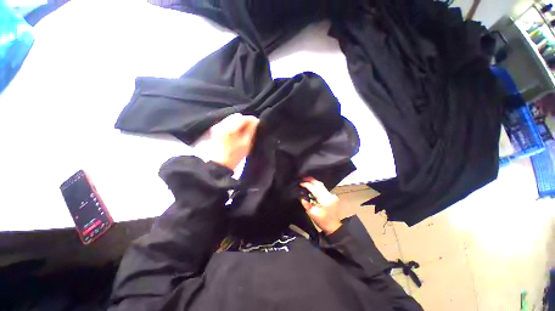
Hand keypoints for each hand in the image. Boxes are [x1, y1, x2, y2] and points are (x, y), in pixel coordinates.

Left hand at [203, 114, 258, 169]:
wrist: (216, 166)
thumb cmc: (233, 156)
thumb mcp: (246, 144)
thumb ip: (251, 130)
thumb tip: (256, 121)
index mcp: (229, 128)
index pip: (243, 117)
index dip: (252, 120)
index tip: (258, 125)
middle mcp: (221, 124)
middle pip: (236, 116)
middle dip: (245, 121)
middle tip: (251, 129)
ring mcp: (216, 127)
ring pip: (231, 119)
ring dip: (239, 124)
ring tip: (244, 132)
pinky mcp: (214, 130)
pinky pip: (227, 124)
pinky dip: (233, 127)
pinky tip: (236, 134)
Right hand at [299, 177, 341, 234]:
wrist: (334, 227)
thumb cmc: (323, 221)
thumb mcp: (312, 213)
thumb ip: (306, 204)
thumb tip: (301, 196)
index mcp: (324, 199)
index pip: (314, 188)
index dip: (306, 185)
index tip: (300, 183)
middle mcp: (329, 195)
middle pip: (319, 184)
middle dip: (310, 179)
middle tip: (302, 176)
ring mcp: (332, 195)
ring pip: (321, 185)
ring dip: (313, 181)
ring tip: (306, 179)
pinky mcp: (332, 196)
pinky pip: (323, 188)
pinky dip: (317, 186)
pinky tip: (312, 185)